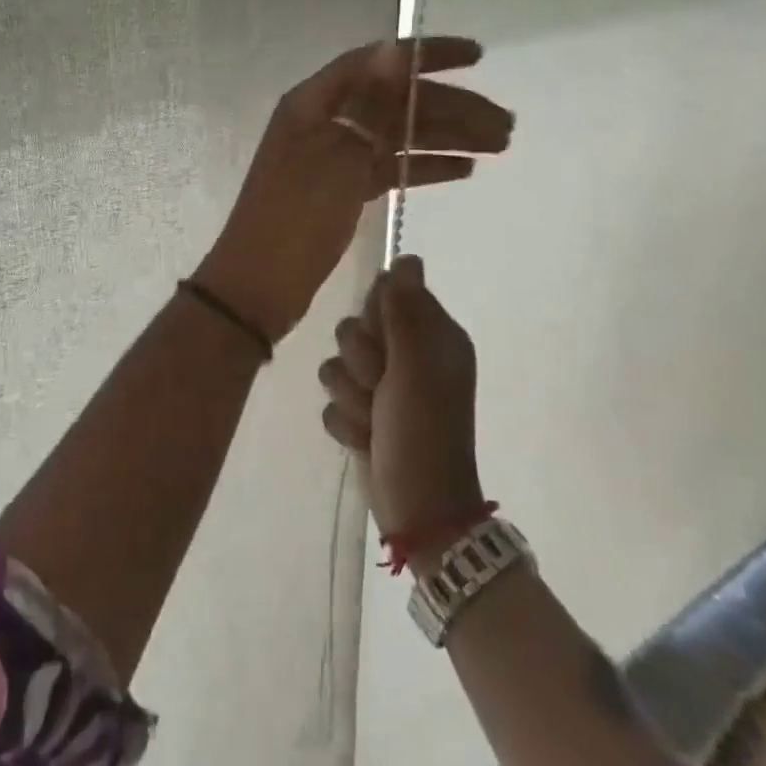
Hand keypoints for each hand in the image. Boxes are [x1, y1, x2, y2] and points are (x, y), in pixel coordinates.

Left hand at [192, 38, 510, 343]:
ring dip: (448, 138)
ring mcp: (336, 156)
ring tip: (500, 145)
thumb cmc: (295, 217)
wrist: (260, 284)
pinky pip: (390, 167)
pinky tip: (464, 169)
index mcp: (314, 103)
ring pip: (399, 137)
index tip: (478, 57)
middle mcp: (326, 122)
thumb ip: (369, 105)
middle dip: (451, 108)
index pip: (377, 63)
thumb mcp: (335, 156)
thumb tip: (392, 49)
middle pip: (396, 103)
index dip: (427, 55)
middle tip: (505, 124)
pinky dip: (424, 166)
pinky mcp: (344, 190)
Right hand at [318, 254, 483, 539]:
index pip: (388, 292)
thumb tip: (407, 257)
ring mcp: (384, 387)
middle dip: (361, 361)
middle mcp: (408, 355)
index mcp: (433, 336)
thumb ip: (405, 310)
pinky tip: (366, 439)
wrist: (418, 508)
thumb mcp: (416, 366)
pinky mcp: (363, 413)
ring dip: (352, 396)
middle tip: (383, 387)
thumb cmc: (423, 432)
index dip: (378, 316)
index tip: (385, 341)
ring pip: (338, 364)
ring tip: (375, 420)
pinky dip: (346, 422)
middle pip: (356, 327)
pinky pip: (333, 399)